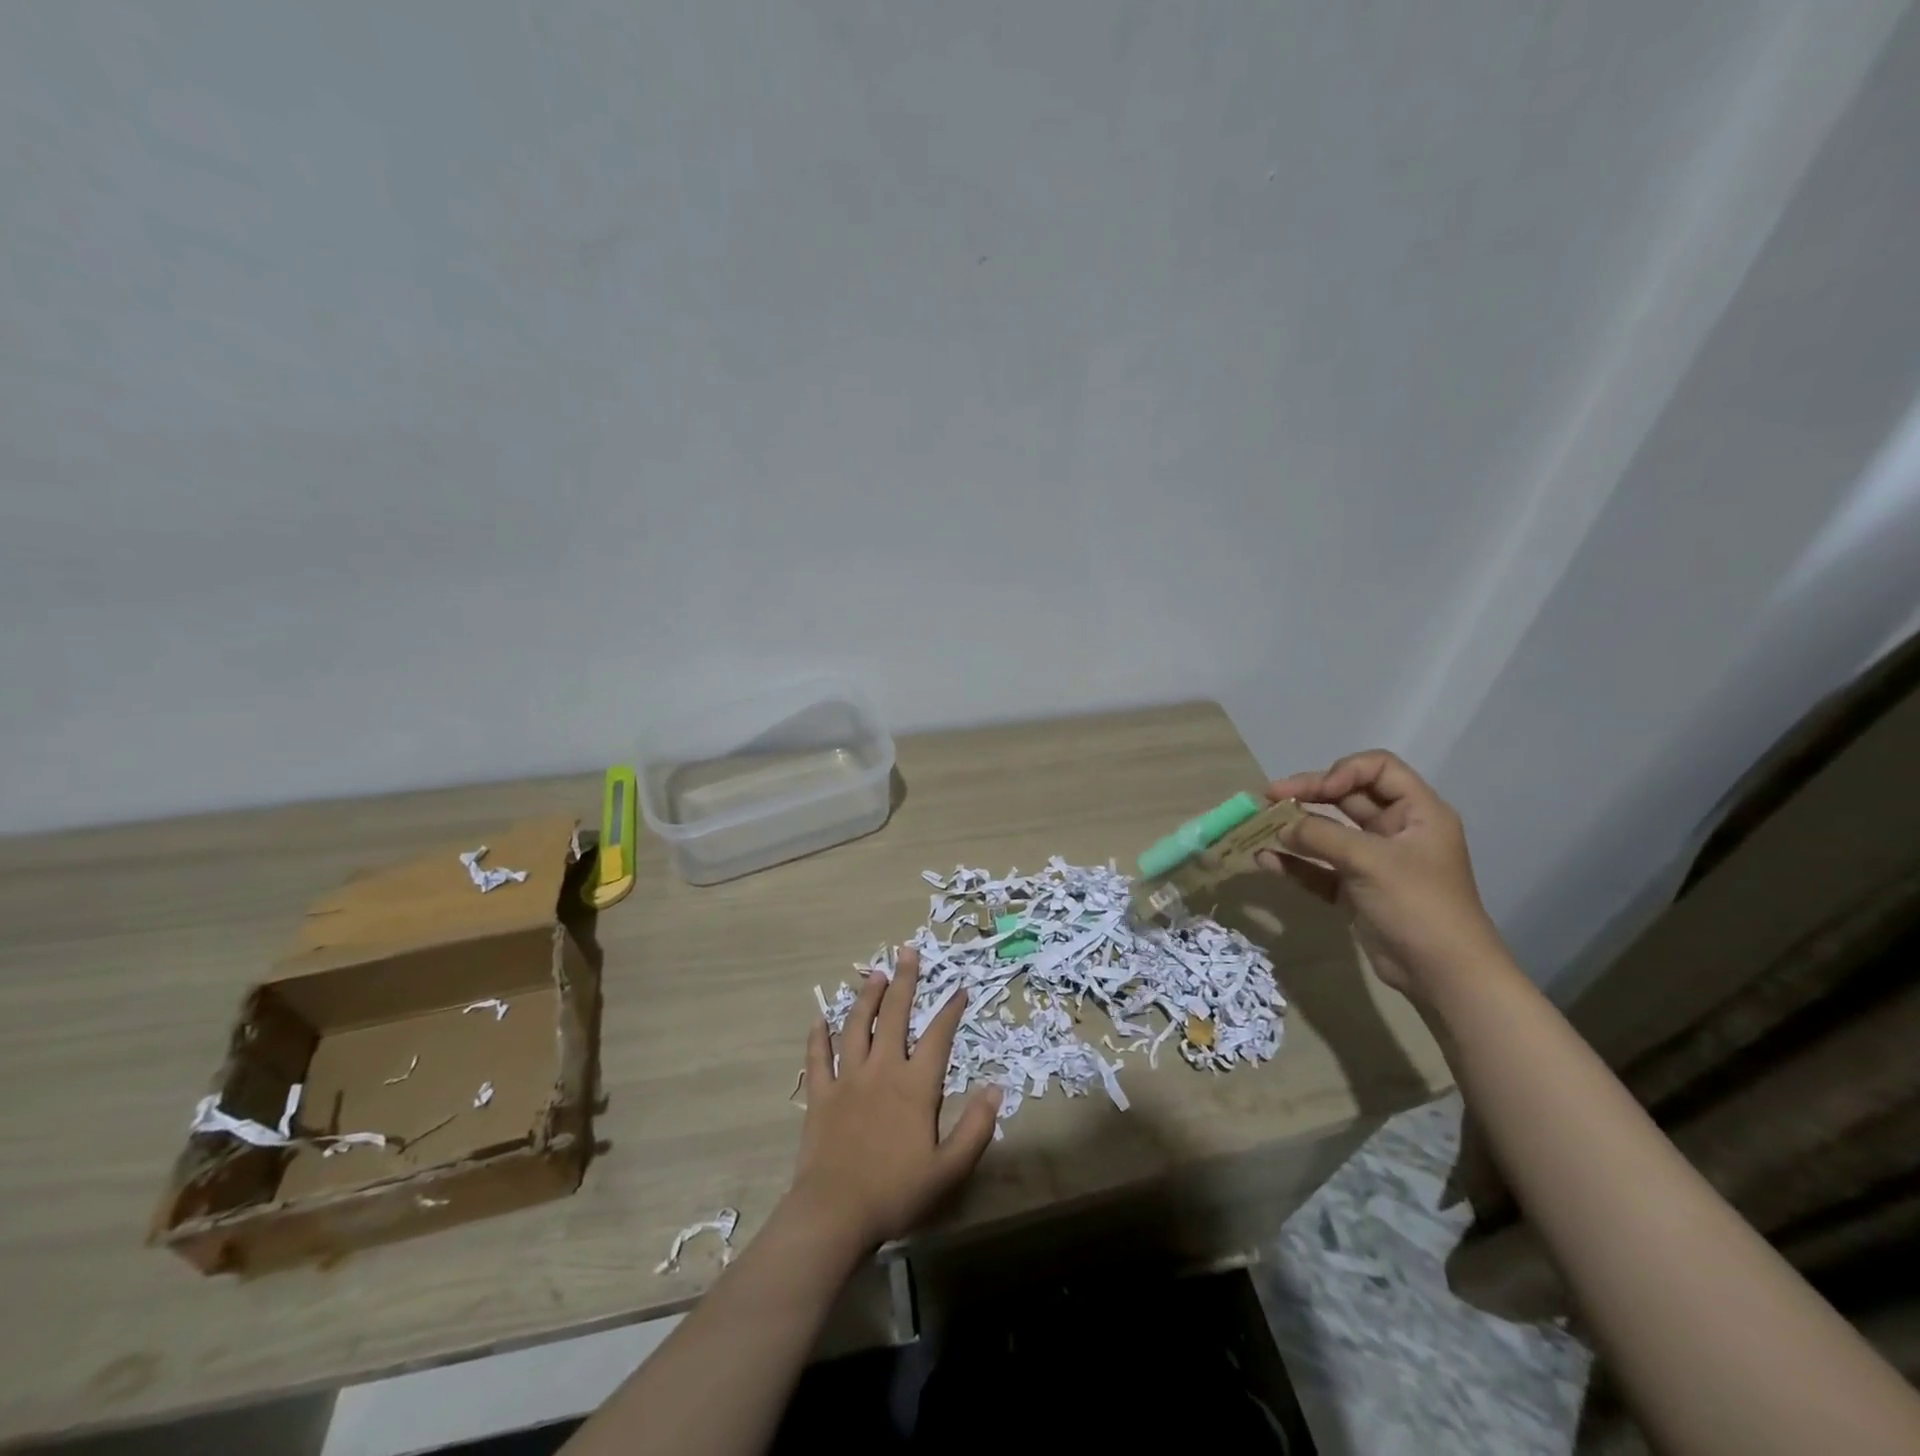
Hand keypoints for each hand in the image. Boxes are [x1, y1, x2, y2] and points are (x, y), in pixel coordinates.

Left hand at [789, 946, 999, 1251]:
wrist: (835, 1213)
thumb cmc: (896, 1191)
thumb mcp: (949, 1169)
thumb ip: (976, 1127)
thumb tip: (997, 1088)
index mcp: (915, 1085)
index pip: (938, 1037)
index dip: (951, 1010)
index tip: (961, 988)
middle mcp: (882, 1070)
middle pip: (894, 1015)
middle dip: (904, 981)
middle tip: (908, 951)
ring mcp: (847, 1078)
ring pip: (856, 1026)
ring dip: (866, 997)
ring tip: (874, 974)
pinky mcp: (821, 1094)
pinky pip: (818, 1057)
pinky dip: (819, 1036)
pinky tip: (819, 1019)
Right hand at [1257, 750, 1507, 1002]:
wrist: (1442, 975)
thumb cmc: (1417, 904)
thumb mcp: (1371, 861)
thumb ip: (1322, 836)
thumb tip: (1281, 827)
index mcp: (1417, 813)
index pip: (1378, 768)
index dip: (1343, 772)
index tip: (1316, 792)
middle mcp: (1397, 830)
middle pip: (1347, 796)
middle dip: (1308, 794)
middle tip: (1268, 797)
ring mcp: (1375, 861)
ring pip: (1329, 832)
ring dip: (1296, 828)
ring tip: (1260, 827)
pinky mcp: (1357, 889)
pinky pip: (1321, 867)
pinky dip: (1296, 863)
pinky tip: (1267, 861)